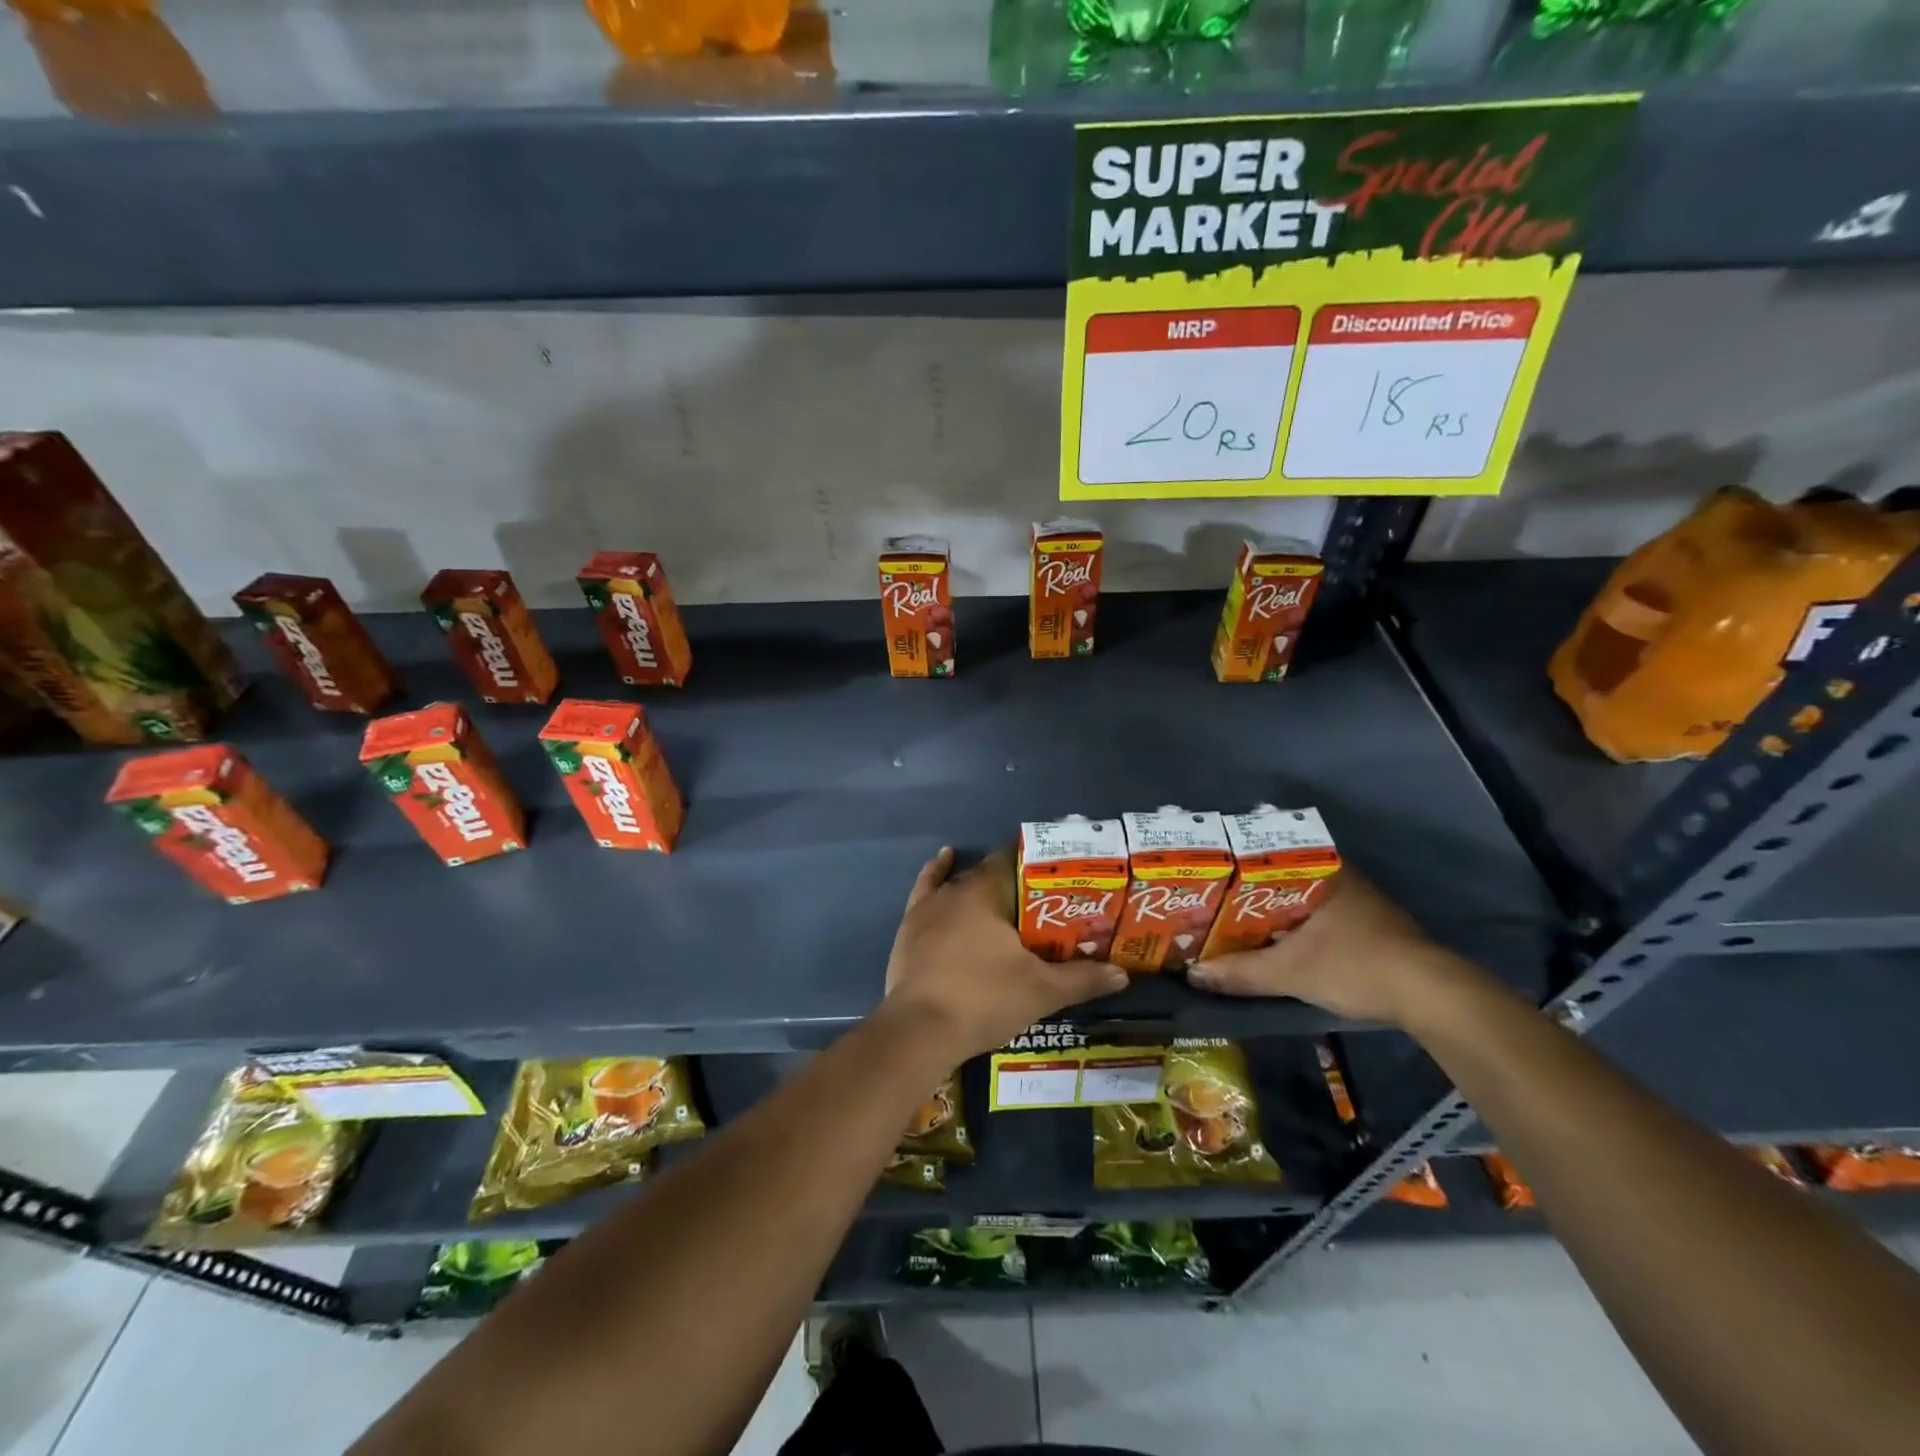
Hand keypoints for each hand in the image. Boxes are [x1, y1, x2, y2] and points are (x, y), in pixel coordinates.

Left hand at [881, 847, 1128, 1063]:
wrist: (920, 1030)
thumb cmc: (984, 1000)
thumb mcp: (1042, 992)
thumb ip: (1082, 979)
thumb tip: (1123, 974)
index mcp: (988, 892)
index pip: (1016, 861)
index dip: (1038, 864)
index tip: (1060, 873)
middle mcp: (957, 889)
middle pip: (992, 875)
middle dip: (1017, 883)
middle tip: (1043, 898)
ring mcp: (928, 907)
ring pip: (961, 884)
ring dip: (983, 885)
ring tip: (1007, 892)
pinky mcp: (909, 927)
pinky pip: (925, 889)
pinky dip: (936, 873)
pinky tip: (944, 861)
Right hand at [1186, 870, 1475, 1026]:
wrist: (1431, 997)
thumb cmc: (1355, 966)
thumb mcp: (1289, 972)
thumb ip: (1240, 972)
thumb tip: (1193, 975)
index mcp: (1321, 870)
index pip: (1267, 853)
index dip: (1234, 864)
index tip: (1208, 875)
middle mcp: (1340, 876)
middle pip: (1281, 877)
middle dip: (1248, 891)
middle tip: (1212, 902)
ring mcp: (1358, 901)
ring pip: (1300, 898)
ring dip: (1272, 911)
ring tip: (1233, 922)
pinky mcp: (1370, 926)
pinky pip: (1317, 915)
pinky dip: (1294, 925)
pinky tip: (1275, 941)